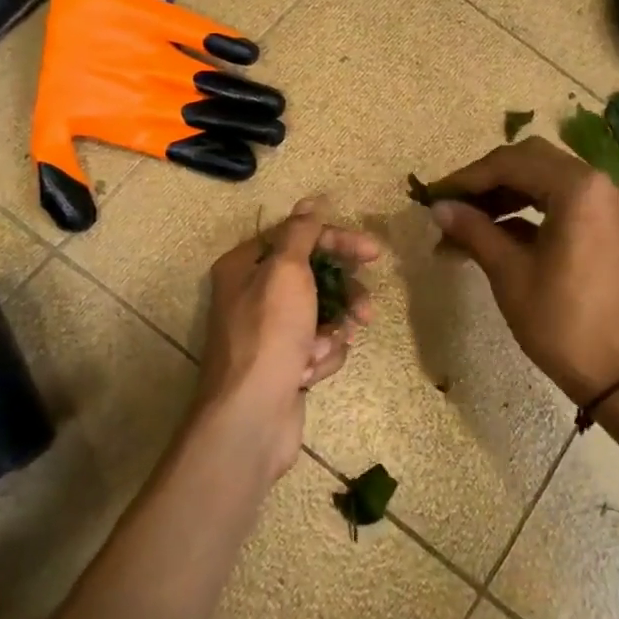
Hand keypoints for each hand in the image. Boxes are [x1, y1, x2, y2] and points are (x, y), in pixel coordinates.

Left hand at [198, 198, 379, 477]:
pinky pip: (318, 345)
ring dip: (332, 331)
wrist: (251, 416)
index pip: (298, 237)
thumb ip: (301, 232)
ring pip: (323, 314)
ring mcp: (270, 332)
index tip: (373, 253)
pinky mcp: (285, 362)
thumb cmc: (268, 334)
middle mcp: (254, 295)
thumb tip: (311, 201)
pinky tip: (310, 372)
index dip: (337, 241)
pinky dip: (322, 356)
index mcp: (245, 267)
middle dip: (343, 296)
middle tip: (365, 311)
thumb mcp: (286, 272)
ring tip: (324, 349)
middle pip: (315, 277)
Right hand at [424, 138, 618, 405]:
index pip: (511, 163)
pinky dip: (529, 211)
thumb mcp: (510, 273)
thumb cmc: (563, 322)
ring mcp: (610, 204)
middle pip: (530, 162)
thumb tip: (438, 207)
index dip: (467, 179)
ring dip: (505, 196)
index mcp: (578, 188)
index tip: (434, 197)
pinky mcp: (611, 225)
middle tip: (450, 206)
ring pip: (546, 180)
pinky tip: (496, 234)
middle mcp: (600, 183)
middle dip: (486, 182)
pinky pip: (564, 201)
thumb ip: (473, 230)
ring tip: (465, 225)